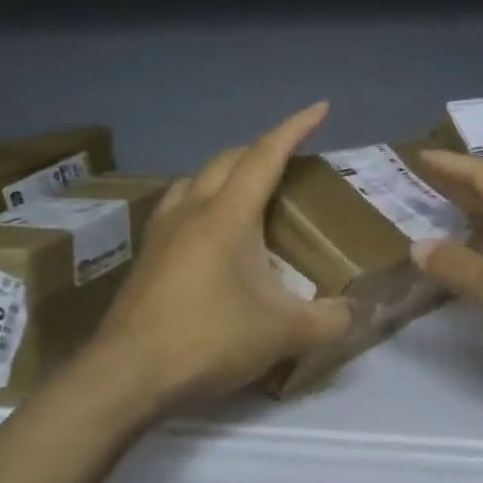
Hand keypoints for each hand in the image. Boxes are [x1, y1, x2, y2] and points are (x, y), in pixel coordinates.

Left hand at [86, 102, 353, 417]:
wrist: (126, 374)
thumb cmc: (207, 340)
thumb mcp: (282, 334)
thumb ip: (330, 321)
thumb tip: (356, 312)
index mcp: (228, 215)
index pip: (266, 155)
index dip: (296, 128)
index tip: (320, 108)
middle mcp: (192, 209)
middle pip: (228, 160)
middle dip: (262, 149)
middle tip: (291, 160)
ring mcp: (162, 230)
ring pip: (196, 179)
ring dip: (227, 173)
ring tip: (250, 192)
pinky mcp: (146, 254)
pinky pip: (178, 206)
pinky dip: (202, 200)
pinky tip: (209, 232)